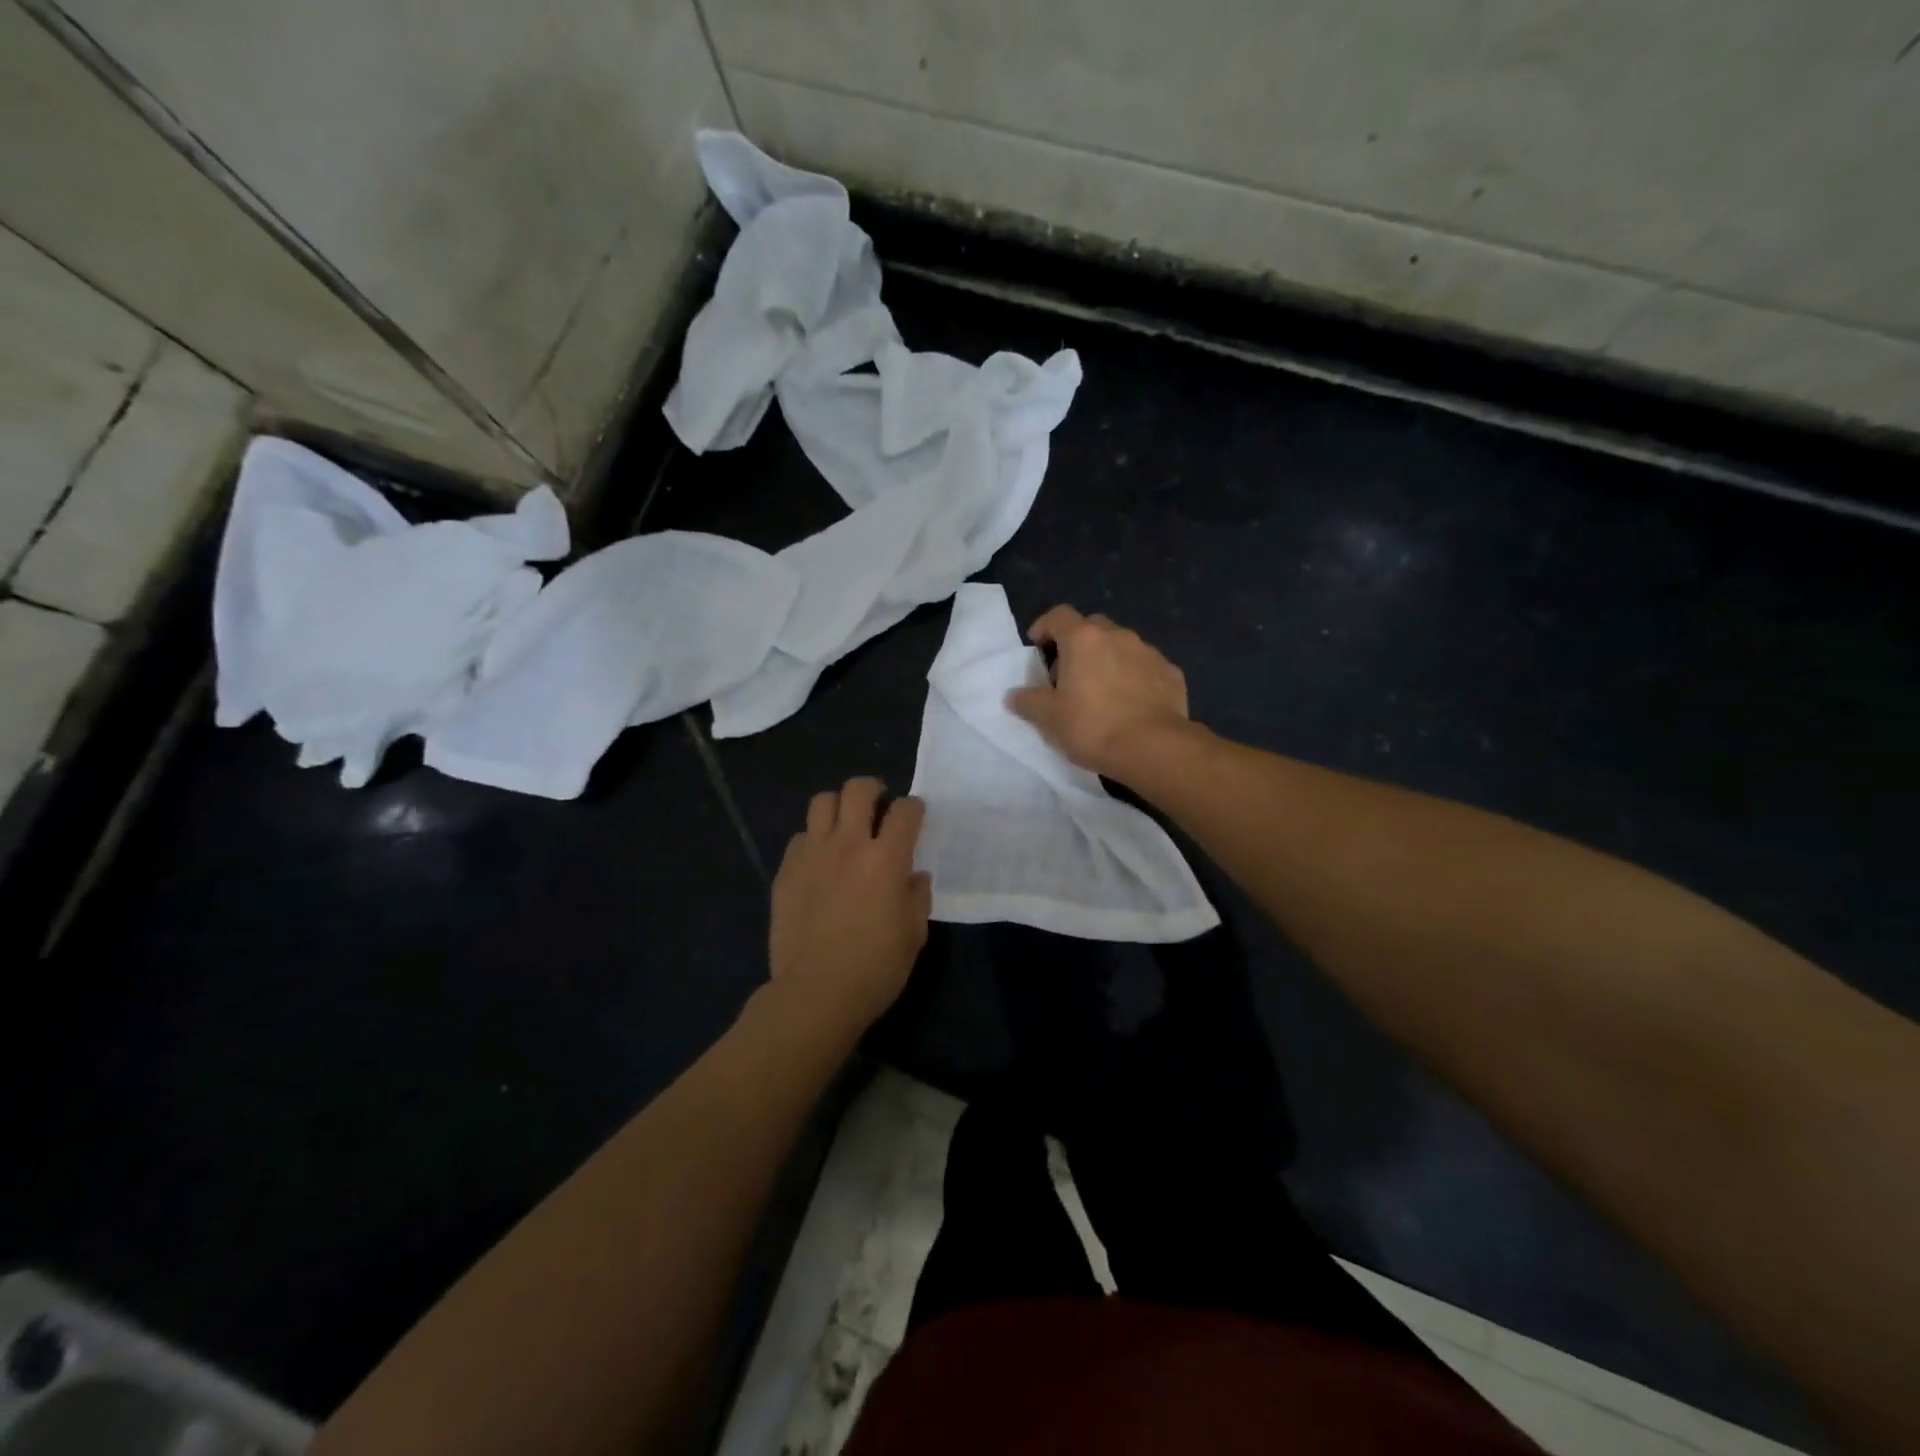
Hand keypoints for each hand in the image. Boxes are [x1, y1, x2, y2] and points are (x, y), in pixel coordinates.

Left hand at [769, 778, 930, 1030]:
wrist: (815, 992)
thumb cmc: (875, 967)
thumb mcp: (914, 934)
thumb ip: (917, 897)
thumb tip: (914, 876)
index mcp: (886, 858)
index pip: (905, 810)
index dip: (914, 808)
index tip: (914, 817)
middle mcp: (848, 844)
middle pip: (858, 789)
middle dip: (873, 790)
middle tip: (877, 808)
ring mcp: (812, 854)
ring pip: (822, 802)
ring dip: (838, 808)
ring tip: (844, 827)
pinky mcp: (786, 871)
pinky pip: (799, 837)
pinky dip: (812, 840)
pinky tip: (818, 862)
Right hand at [1007, 605, 1192, 779]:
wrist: (1153, 748)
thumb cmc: (1093, 727)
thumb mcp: (1049, 719)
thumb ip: (1028, 701)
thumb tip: (1014, 695)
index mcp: (1084, 639)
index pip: (1059, 615)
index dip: (1044, 626)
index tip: (1037, 646)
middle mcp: (1118, 635)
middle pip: (1092, 627)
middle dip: (1078, 644)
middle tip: (1068, 673)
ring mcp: (1149, 652)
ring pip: (1122, 646)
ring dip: (1108, 659)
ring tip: (1101, 691)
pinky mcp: (1171, 673)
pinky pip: (1145, 667)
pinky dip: (1134, 677)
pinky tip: (1131, 703)